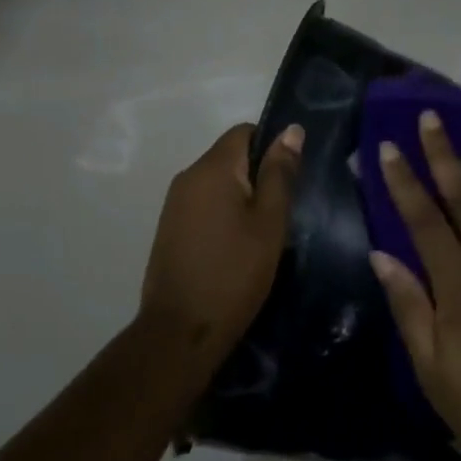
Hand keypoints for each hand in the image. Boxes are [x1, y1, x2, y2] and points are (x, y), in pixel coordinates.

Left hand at [138, 122, 303, 374]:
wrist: (180, 330)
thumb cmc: (234, 273)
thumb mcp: (269, 222)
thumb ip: (280, 173)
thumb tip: (291, 130)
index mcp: (212, 168)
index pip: (244, 132)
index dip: (271, 146)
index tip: (290, 178)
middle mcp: (187, 176)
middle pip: (229, 157)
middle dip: (257, 175)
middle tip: (282, 212)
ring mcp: (174, 203)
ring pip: (217, 183)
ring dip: (240, 197)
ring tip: (262, 233)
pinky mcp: (169, 228)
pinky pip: (203, 204)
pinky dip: (222, 215)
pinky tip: (236, 247)